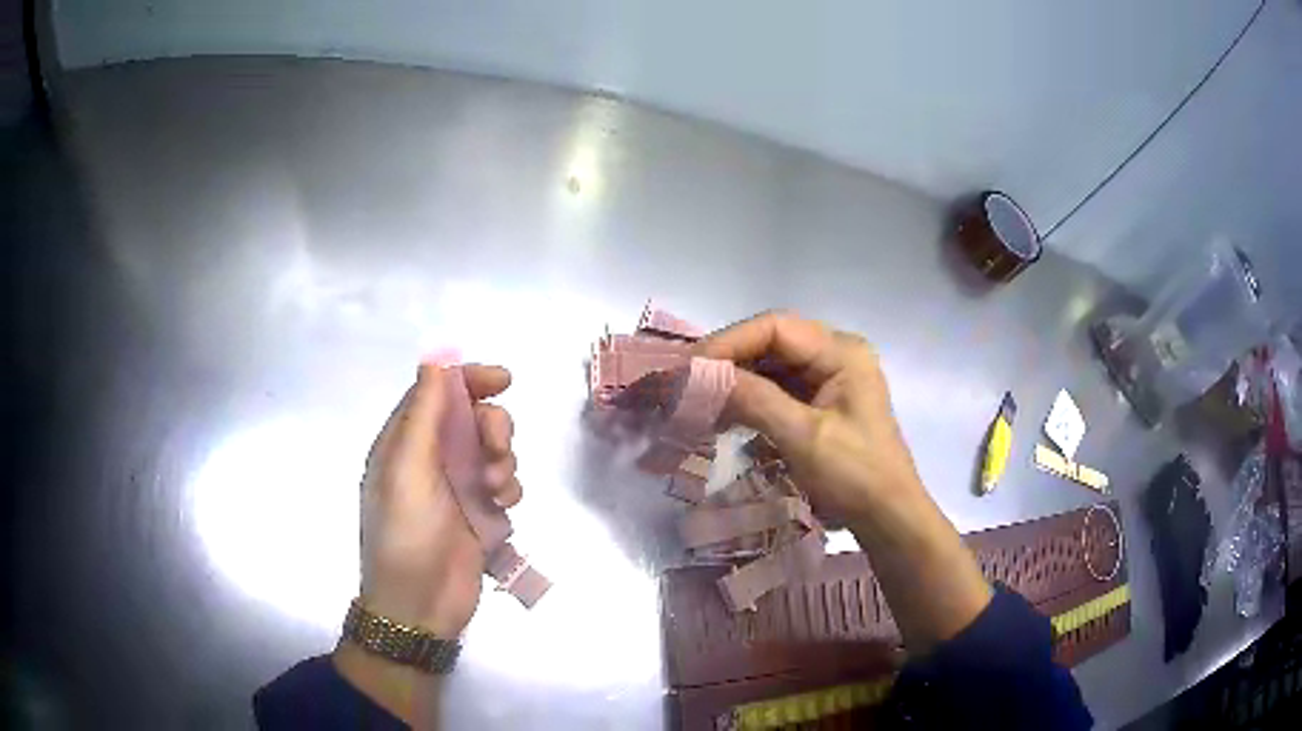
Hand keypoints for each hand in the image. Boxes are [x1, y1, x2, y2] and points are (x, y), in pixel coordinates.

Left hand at [357, 362, 522, 637]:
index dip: (469, 379)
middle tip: (495, 450)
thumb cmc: (405, 535)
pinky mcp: (480, 514)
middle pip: (472, 418)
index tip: (503, 379)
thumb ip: (423, 415)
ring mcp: (457, 487)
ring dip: (503, 460)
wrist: (420, 606)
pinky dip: (509, 488)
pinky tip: (503, 508)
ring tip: (496, 491)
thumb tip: (436, 358)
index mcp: (404, 442)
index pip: (437, 392)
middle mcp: (432, 458)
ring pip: (493, 450)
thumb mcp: (407, 471)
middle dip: (493, 426)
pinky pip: (504, 484)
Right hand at [695, 310, 923, 523]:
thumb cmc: (854, 476)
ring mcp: (830, 377)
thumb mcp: (803, 436)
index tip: (689, 367)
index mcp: (842, 351)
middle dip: (728, 361)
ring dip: (735, 381)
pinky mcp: (821, 401)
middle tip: (686, 383)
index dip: (728, 342)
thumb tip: (698, 375)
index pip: (775, 327)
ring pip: (771, 365)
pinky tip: (723, 414)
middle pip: (771, 342)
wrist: (887, 517)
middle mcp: (836, 353)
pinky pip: (778, 388)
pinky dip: (749, 399)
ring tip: (698, 401)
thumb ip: (753, 399)